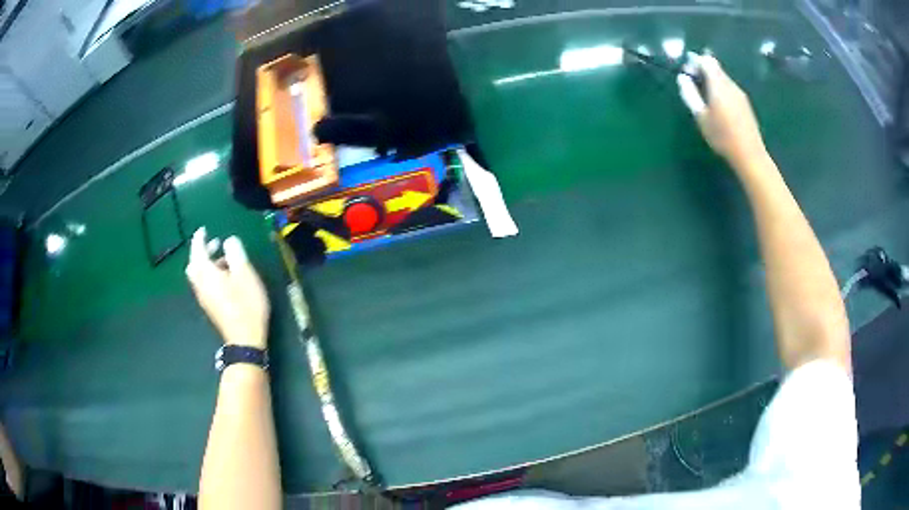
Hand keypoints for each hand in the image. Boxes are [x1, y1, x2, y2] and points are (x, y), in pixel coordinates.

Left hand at [186, 228, 269, 348]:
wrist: (244, 339)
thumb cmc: (246, 304)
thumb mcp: (245, 274)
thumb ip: (235, 253)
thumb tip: (228, 241)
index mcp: (206, 273)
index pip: (197, 250)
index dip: (200, 238)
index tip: (203, 229)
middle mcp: (200, 284)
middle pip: (193, 264)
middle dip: (201, 252)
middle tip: (215, 244)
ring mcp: (203, 298)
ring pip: (198, 275)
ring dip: (206, 264)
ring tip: (223, 260)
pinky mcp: (210, 307)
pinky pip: (203, 285)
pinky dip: (209, 275)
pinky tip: (224, 279)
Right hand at [677, 53, 767, 169]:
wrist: (750, 155)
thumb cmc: (722, 136)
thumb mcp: (701, 117)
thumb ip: (690, 94)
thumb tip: (682, 78)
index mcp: (718, 84)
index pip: (706, 60)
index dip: (695, 61)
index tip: (687, 72)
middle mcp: (730, 84)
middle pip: (716, 67)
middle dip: (703, 70)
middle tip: (693, 83)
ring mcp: (740, 94)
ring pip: (723, 78)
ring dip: (712, 81)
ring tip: (705, 96)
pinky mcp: (745, 103)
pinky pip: (730, 88)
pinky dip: (721, 89)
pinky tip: (718, 106)